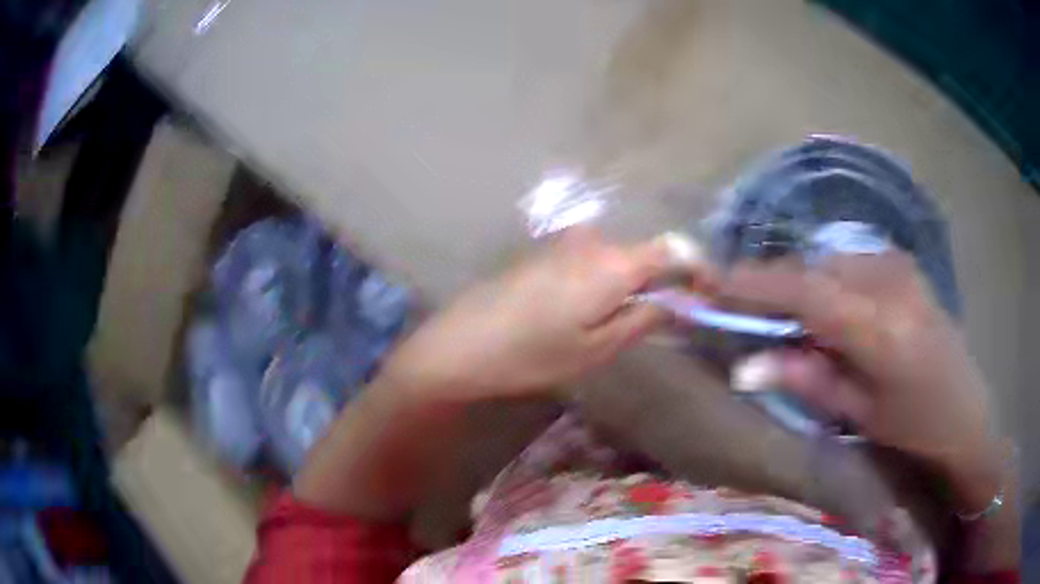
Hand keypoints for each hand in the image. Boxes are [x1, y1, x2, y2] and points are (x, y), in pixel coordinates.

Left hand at [380, 227, 678, 401]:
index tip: (711, 294)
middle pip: (648, 252)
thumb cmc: (532, 354)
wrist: (461, 343)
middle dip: (667, 281)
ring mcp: (567, 243)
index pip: (675, 250)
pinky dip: (608, 281)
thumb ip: (646, 317)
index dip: (699, 269)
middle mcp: (595, 241)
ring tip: (630, 321)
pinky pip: (594, 260)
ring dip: (635, 283)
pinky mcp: (547, 252)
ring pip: (621, 258)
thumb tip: (684, 302)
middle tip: (673, 318)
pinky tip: (593, 311)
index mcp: (614, 262)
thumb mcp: (598, 348)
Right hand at [718, 252, 1007, 510]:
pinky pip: (849, 263)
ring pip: (829, 263)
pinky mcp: (902, 263)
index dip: (754, 285)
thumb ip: (805, 379)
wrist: (965, 412)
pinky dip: (826, 282)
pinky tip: (829, 313)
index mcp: (881, 329)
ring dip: (801, 287)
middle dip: (774, 289)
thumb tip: (743, 366)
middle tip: (746, 315)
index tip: (711, 284)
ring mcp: (899, 265)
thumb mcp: (859, 414)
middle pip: (813, 271)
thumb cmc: (915, 426)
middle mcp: (889, 282)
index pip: (806, 292)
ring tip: (790, 323)